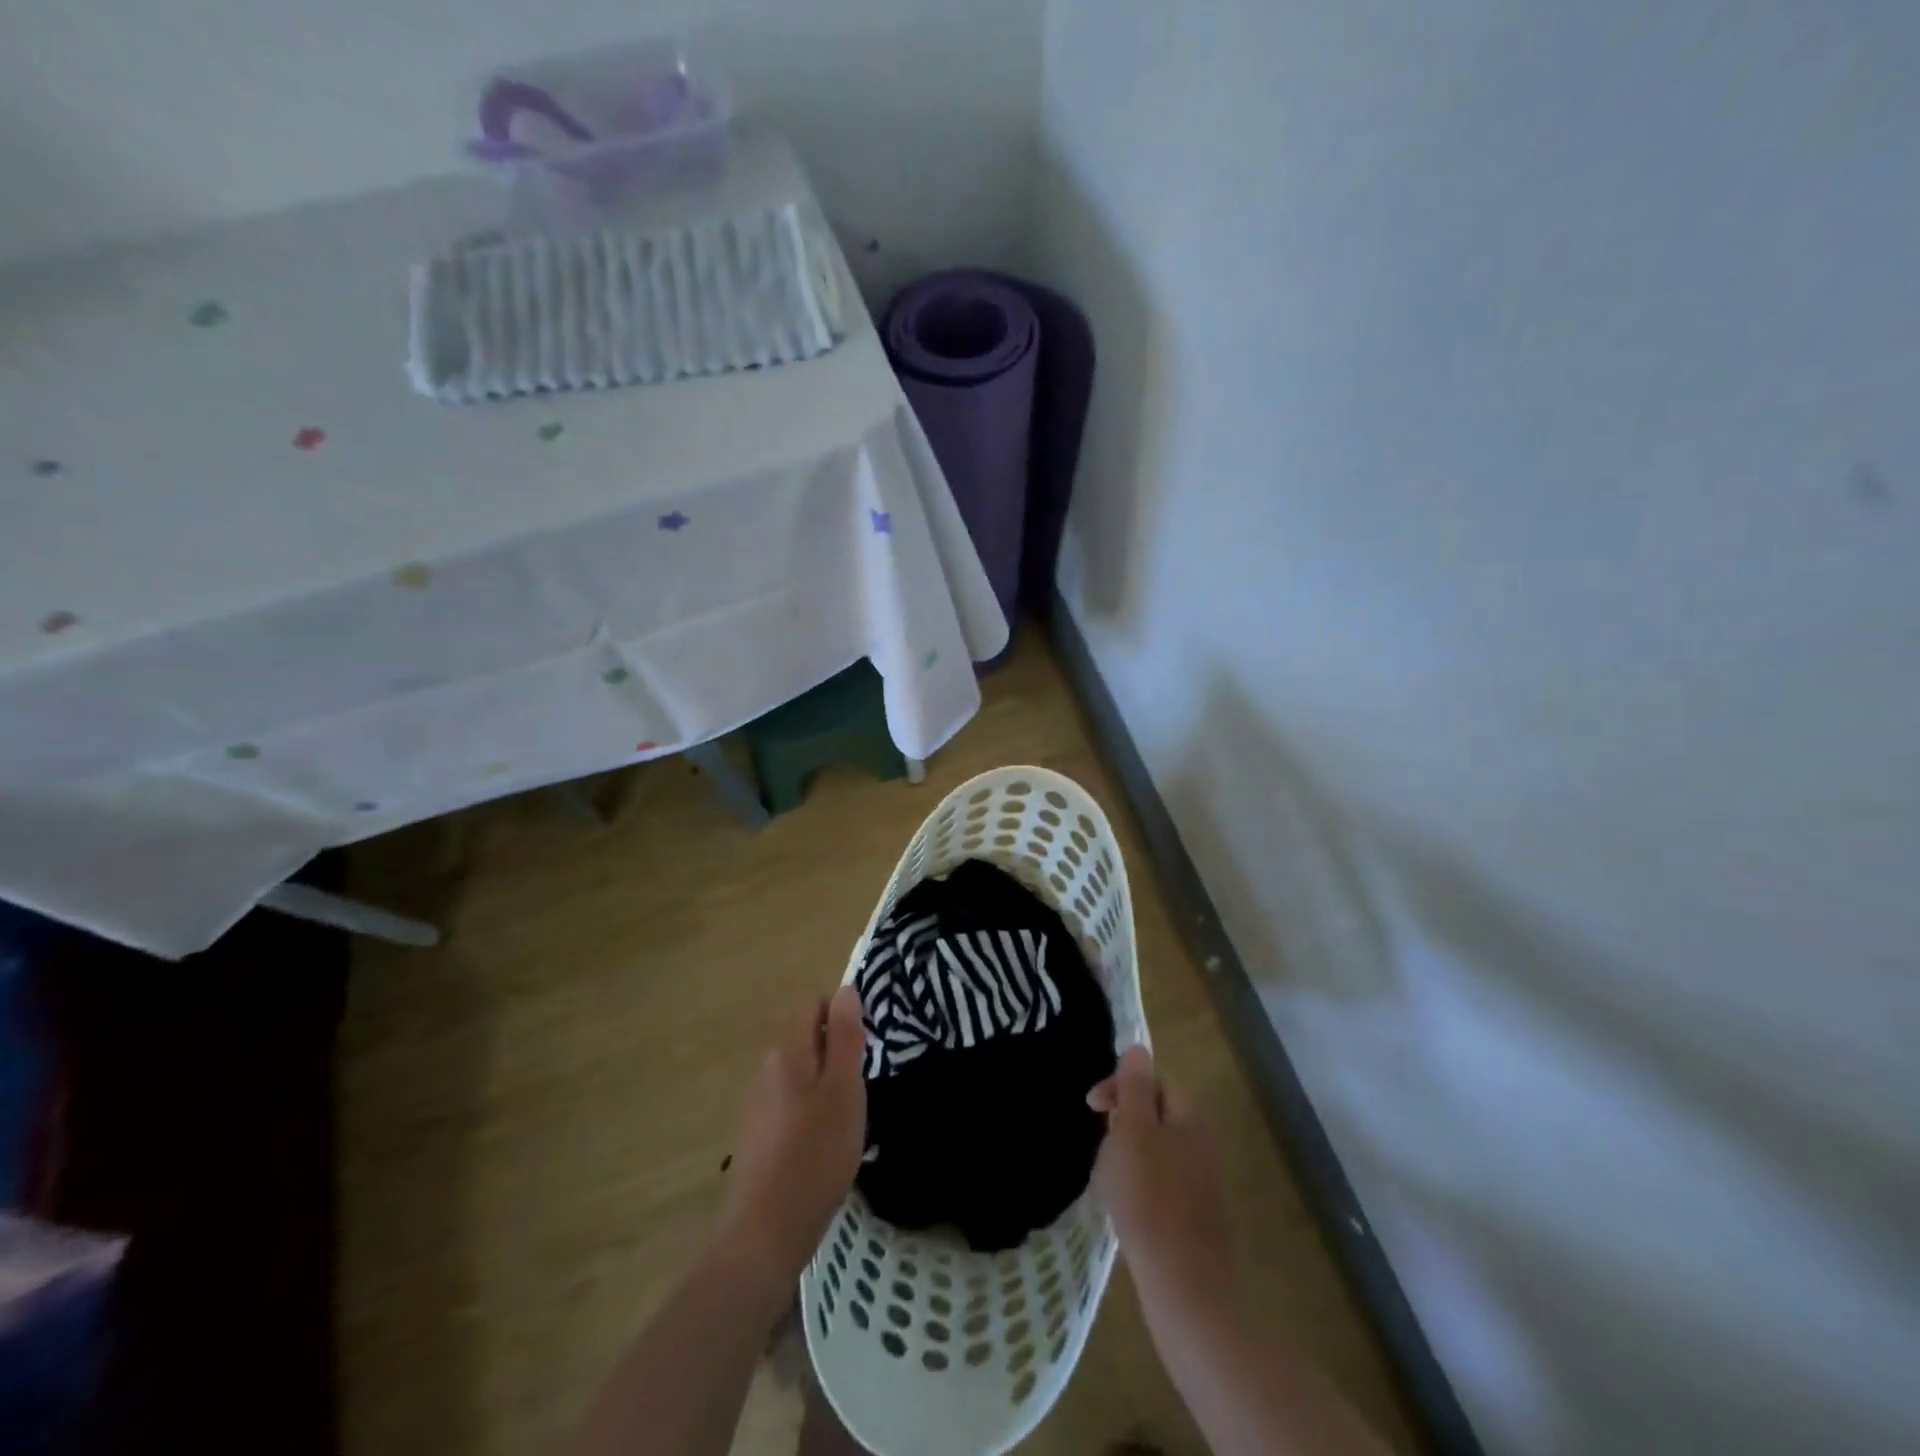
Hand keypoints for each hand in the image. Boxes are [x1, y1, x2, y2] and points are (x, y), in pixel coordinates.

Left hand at [719, 986, 866, 1287]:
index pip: (813, 1007)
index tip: (865, 1047)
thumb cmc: (815, 1155)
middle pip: (806, 1042)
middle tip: (862, 1090)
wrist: (765, 1233)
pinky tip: (823, 1150)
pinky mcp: (756, 1139)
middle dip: (836, 1055)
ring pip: (800, 1077)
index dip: (842, 1016)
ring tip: (847, 1124)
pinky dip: (809, 1116)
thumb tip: (845, 989)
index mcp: (788, 1053)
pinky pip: (790, 1109)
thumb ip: (845, 1037)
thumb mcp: (844, 1090)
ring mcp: (756, 1106)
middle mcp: (766, 1071)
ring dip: (824, 1088)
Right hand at [1088, 1045, 1234, 1315]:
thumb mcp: (1133, 1132)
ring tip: (1107, 1183)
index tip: (1091, 1106)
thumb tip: (1138, 1048)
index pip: (1154, 1079)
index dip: (1121, 1084)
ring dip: (1127, 1157)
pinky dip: (1139, 1189)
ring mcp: (1202, 1182)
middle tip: (1100, 1147)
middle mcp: (1202, 1142)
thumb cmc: (1151, 1201)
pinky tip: (1125, 1211)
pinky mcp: (1196, 1218)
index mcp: (1189, 1117)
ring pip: (1155, 1151)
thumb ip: (1135, 1087)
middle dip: (1121, 1123)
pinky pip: (1161, 1185)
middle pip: (1155, 1114)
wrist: (1187, 1292)